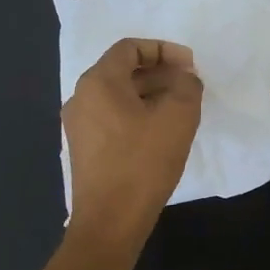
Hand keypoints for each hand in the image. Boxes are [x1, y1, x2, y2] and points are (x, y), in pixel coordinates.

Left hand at [63, 39, 203, 247]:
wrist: (109, 222)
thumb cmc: (143, 163)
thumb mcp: (178, 117)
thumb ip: (187, 86)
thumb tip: (185, 78)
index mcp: (98, 82)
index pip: (130, 47)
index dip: (163, 49)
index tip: (190, 65)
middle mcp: (81, 97)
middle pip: (122, 69)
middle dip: (159, 71)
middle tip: (189, 83)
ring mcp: (79, 125)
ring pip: (118, 95)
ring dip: (150, 93)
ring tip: (180, 106)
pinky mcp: (84, 149)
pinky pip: (113, 117)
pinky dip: (138, 113)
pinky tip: (161, 131)